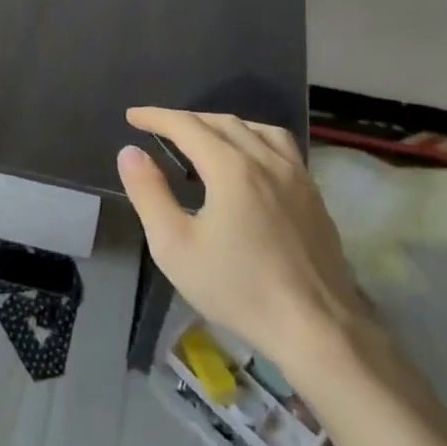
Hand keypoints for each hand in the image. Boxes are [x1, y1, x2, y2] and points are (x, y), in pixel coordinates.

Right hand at [117, 108, 373, 390]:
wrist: (316, 329)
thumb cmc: (238, 289)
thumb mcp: (174, 246)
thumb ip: (149, 193)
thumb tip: (130, 152)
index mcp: (231, 168)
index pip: (187, 125)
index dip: (156, 117)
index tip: (132, 116)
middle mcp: (266, 160)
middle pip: (222, 122)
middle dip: (187, 120)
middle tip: (159, 129)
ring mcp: (297, 176)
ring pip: (257, 129)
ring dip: (223, 125)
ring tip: (204, 138)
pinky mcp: (314, 196)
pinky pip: (281, 147)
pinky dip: (255, 139)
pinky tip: (249, 163)